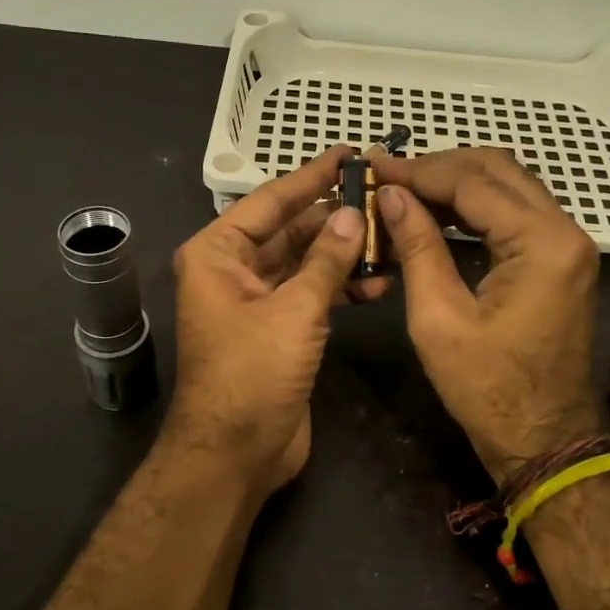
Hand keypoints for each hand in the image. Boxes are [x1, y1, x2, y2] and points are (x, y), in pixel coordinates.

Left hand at [163, 147, 390, 500]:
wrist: (235, 455)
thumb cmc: (252, 373)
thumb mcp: (294, 311)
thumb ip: (327, 260)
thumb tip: (352, 215)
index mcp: (218, 254)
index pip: (271, 202)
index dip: (311, 177)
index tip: (348, 154)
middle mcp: (232, 271)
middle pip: (291, 231)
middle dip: (336, 220)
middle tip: (384, 201)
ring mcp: (257, 302)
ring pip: (306, 263)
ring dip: (344, 256)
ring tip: (391, 244)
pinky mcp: (279, 330)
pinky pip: (312, 294)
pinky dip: (341, 287)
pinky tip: (378, 283)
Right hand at [371, 148, 605, 481]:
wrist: (542, 440)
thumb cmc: (487, 389)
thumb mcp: (439, 319)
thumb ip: (417, 247)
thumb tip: (391, 196)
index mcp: (543, 243)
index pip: (474, 182)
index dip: (419, 171)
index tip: (374, 167)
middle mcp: (565, 231)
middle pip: (498, 170)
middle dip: (439, 167)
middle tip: (389, 178)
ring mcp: (568, 244)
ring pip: (509, 185)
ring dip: (457, 182)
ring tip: (405, 191)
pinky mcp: (561, 260)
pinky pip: (516, 212)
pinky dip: (476, 206)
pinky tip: (437, 213)